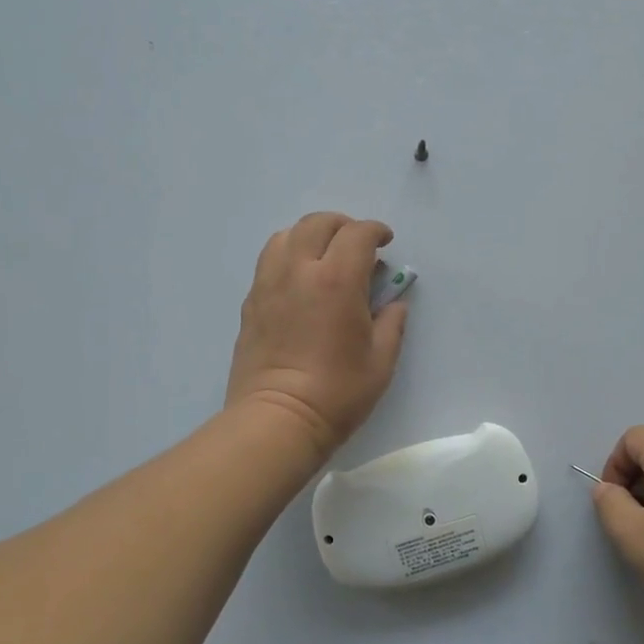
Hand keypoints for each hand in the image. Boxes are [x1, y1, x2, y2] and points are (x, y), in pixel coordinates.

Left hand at [225, 212, 408, 458]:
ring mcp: (269, 284)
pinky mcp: (251, 302)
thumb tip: (392, 303)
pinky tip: (300, 281)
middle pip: (317, 223)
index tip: (385, 242)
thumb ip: (391, 323)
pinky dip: (288, 256)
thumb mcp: (381, 361)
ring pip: (286, 235)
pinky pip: (269, 261)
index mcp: (337, 280)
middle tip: (357, 244)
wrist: (276, 420)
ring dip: (310, 235)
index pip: (357, 234)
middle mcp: (299, 271)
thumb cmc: (337, 393)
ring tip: (323, 255)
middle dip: (342, 225)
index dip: (375, 231)